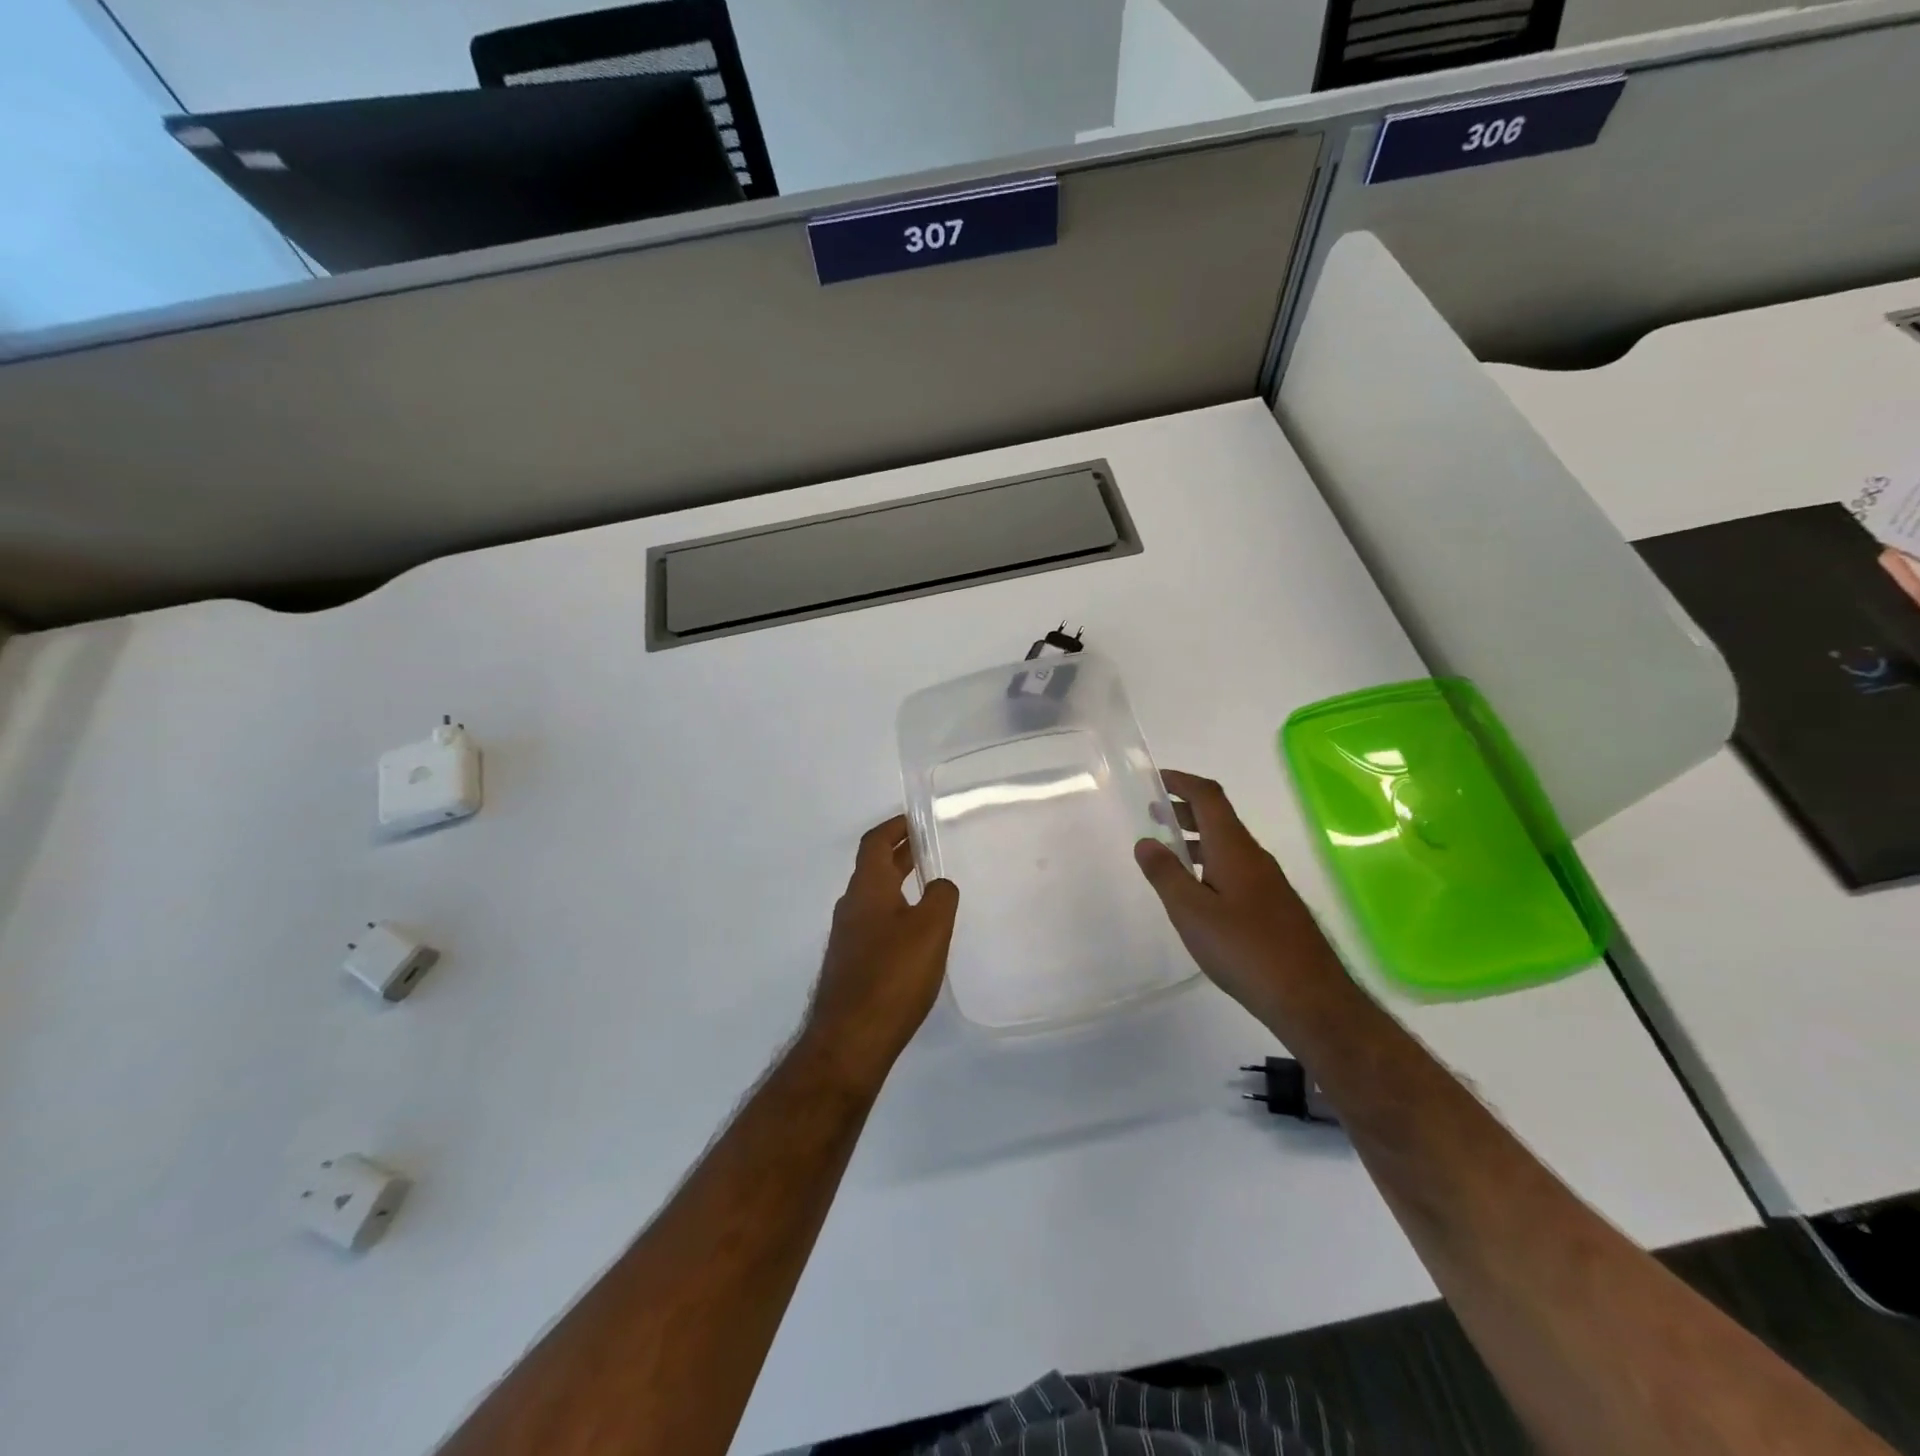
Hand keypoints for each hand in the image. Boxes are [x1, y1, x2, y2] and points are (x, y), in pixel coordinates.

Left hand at [802, 815, 959, 1085]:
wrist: (850, 1039)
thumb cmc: (893, 976)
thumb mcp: (930, 929)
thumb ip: (941, 897)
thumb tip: (940, 885)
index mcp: (867, 889)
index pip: (875, 843)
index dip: (894, 827)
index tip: (916, 820)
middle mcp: (851, 906)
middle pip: (874, 868)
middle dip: (900, 854)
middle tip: (929, 848)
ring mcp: (847, 937)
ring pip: (874, 897)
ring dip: (898, 884)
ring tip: (929, 888)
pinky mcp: (851, 964)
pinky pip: (874, 923)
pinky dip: (895, 912)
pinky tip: (916, 934)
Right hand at [1134, 770, 1343, 1022]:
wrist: (1310, 998)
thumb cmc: (1245, 950)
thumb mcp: (1192, 912)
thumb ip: (1166, 874)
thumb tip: (1146, 841)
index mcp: (1234, 848)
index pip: (1209, 797)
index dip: (1183, 782)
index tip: (1156, 779)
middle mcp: (1254, 856)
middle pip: (1219, 818)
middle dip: (1186, 809)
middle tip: (1153, 813)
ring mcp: (1268, 881)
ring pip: (1228, 845)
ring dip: (1197, 838)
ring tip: (1168, 850)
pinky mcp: (1274, 905)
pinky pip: (1236, 868)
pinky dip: (1210, 862)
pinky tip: (1198, 891)